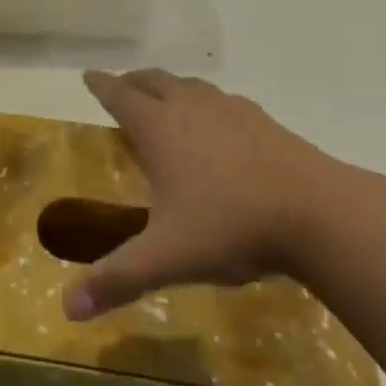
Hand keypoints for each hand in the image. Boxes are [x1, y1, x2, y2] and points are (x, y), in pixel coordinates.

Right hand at [65, 69, 335, 320]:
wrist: (318, 212)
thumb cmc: (230, 226)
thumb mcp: (167, 258)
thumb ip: (118, 279)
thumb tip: (67, 310)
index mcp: (160, 129)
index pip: (120, 96)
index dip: (101, 85)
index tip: (88, 74)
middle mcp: (191, 108)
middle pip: (154, 81)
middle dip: (133, 81)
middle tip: (122, 86)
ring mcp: (232, 111)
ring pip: (191, 86)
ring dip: (171, 87)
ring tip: (167, 100)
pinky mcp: (265, 122)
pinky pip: (225, 102)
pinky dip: (209, 104)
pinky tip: (220, 125)